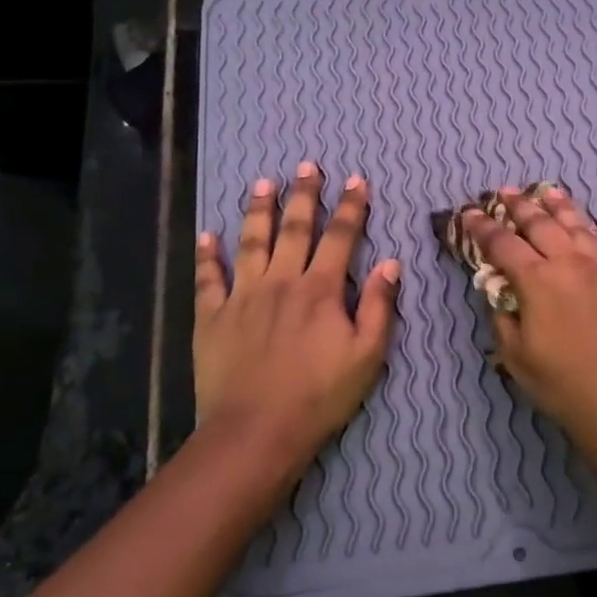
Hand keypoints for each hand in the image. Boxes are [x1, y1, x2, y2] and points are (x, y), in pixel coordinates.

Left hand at [195, 163, 399, 475]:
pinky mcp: (212, 317)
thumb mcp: (368, 356)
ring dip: (258, 210)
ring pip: (250, 242)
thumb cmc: (320, 396)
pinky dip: (206, 256)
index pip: (340, 237)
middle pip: (294, 229)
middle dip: (303, 195)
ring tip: (262, 183)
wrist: (257, 430)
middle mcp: (281, 282)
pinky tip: (206, 235)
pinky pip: (208, 278)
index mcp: (320, 290)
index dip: (351, 207)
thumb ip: (379, 306)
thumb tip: (391, 263)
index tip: (356, 180)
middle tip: (307, 165)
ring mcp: (242, 296)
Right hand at [463, 186, 596, 459]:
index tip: (468, 213)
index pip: (503, 243)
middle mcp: (569, 263)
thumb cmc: (562, 385)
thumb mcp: (515, 355)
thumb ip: (502, 313)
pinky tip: (578, 222)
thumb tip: (497, 286)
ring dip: (554, 205)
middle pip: (539, 223)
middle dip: (517, 206)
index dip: (482, 227)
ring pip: (574, 224)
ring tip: (542, 191)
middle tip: (502, 192)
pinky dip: (582, 223)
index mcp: (538, 280)